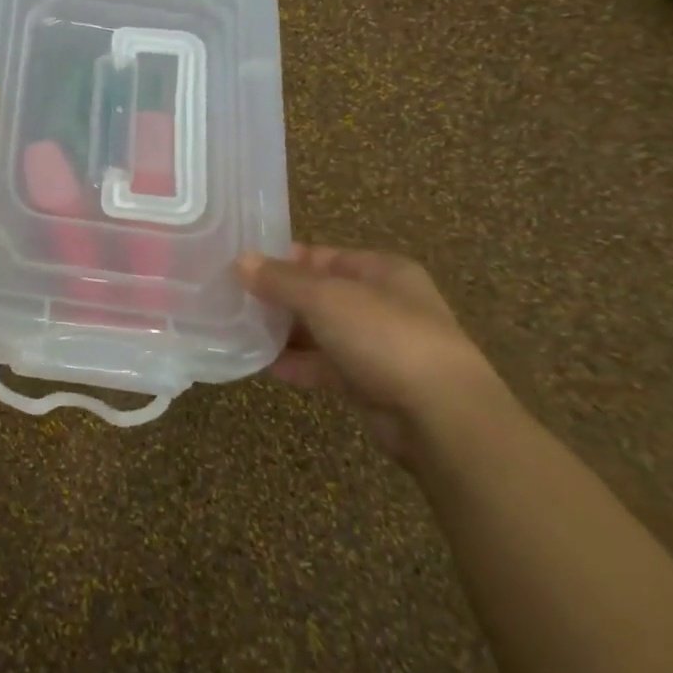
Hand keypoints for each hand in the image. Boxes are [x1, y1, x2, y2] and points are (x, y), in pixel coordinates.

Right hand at [237, 244, 505, 463]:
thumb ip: (280, 280)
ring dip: (284, 333)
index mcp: (381, 271)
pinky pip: (326, 366)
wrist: (440, 416)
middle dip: (278, 298)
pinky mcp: (371, 383)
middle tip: (232, 300)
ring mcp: (378, 345)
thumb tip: (241, 261)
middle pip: (318, 293)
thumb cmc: (384, 336)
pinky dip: (298, 364)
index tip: (240, 268)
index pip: (320, 256)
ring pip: (320, 331)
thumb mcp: (325, 297)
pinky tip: (263, 365)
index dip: (280, 259)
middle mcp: (382, 303)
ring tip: (239, 331)